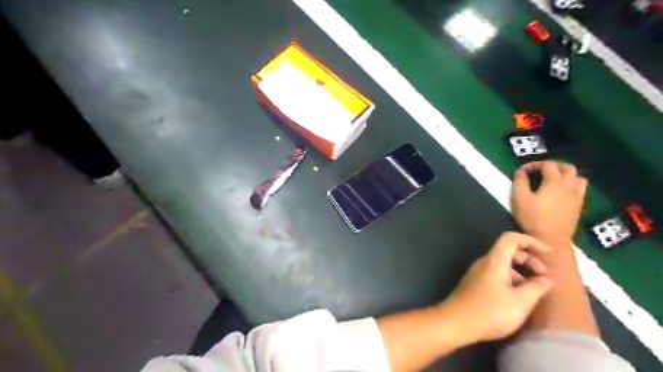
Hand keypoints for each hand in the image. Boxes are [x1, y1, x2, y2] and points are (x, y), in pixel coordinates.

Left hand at [442, 233, 551, 342]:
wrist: (455, 322)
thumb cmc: (489, 312)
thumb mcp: (519, 302)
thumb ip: (535, 288)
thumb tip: (545, 280)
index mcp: (494, 261)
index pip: (510, 238)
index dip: (530, 241)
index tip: (547, 253)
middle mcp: (484, 263)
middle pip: (507, 250)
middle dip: (528, 258)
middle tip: (543, 275)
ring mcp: (478, 273)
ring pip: (502, 264)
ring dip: (520, 271)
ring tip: (535, 289)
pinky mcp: (476, 283)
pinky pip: (496, 274)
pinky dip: (511, 279)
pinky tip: (519, 296)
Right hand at [509, 160, 586, 245]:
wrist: (550, 241)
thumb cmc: (532, 218)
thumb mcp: (519, 199)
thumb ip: (519, 183)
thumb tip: (521, 172)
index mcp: (554, 183)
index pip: (548, 165)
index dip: (535, 164)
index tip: (523, 171)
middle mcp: (569, 187)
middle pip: (568, 168)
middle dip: (554, 165)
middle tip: (541, 170)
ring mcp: (576, 197)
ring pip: (578, 178)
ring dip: (566, 174)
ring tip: (553, 179)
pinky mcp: (578, 207)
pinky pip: (580, 190)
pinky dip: (571, 185)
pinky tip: (561, 192)